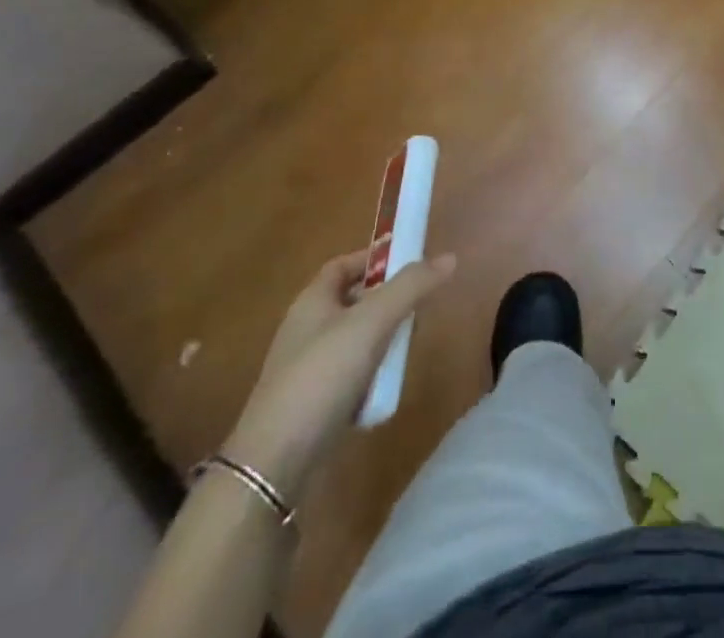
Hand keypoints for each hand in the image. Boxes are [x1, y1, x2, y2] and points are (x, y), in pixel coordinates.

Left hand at [225, 248, 456, 496]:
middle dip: (387, 302)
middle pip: (353, 301)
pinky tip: (387, 387)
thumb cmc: (322, 376)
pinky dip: (372, 375)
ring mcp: (307, 369)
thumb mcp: (372, 322)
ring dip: (383, 340)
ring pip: (355, 340)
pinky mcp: (312, 405)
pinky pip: (350, 375)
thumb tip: (449, 257)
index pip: (344, 264)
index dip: (375, 258)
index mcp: (312, 301)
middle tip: (418, 308)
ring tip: (407, 349)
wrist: (274, 465)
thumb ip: (411, 287)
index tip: (410, 262)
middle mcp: (306, 329)